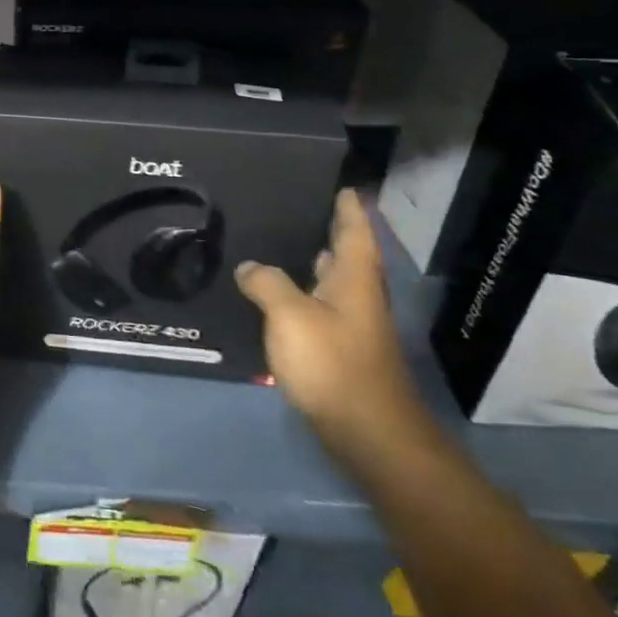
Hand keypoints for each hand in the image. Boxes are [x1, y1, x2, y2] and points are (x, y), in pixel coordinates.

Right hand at [235, 190, 421, 445]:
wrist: (368, 434)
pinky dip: (298, 293)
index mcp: (353, 278)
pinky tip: (271, 295)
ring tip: (273, 242)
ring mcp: (350, 325)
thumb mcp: (291, 315)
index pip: (355, 229)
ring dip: (309, 262)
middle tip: (290, 206)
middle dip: (325, 229)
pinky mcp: (338, 350)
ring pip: (328, 282)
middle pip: (344, 253)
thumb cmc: (333, 364)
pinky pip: (316, 307)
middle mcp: (357, 296)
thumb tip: (249, 266)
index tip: (338, 183)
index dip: (348, 205)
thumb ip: (267, 283)